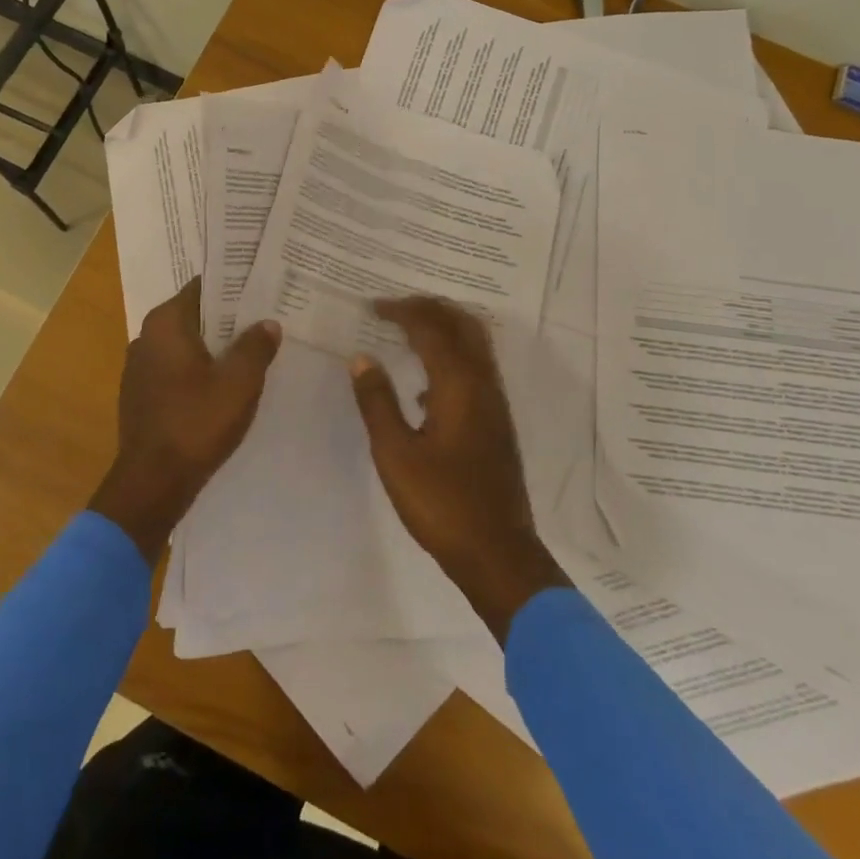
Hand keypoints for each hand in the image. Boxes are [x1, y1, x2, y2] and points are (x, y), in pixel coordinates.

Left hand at [88, 277, 281, 562]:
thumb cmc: (196, 423)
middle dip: (228, 318)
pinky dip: (199, 370)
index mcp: (165, 323)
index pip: (203, 287)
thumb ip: (256, 346)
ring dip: (214, 346)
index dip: (234, 286)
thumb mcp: (239, 382)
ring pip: (186, 344)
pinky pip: (176, 369)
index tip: (263, 287)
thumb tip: (267, 323)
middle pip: (195, 315)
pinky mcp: (141, 396)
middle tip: (266, 318)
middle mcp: (146, 337)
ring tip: (252, 349)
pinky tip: (224, 384)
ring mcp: (139, 368)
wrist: (152, 484)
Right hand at [351, 298, 568, 642]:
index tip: (372, 306)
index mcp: (458, 384)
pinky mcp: (497, 421)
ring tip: (408, 331)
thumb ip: (377, 402)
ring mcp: (495, 402)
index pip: (430, 327)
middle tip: (393, 308)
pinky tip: (424, 384)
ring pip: (474, 343)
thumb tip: (361, 358)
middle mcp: (483, 383)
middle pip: (461, 324)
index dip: (401, 310)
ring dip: (443, 327)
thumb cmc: (441, 503)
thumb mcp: (395, 454)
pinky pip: (476, 367)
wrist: (498, 552)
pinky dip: (452, 355)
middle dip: (428, 308)